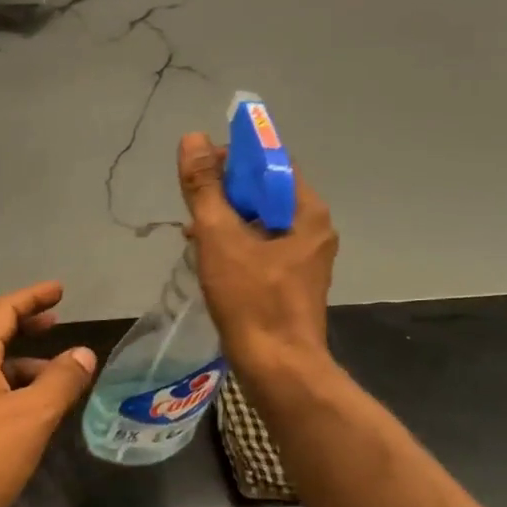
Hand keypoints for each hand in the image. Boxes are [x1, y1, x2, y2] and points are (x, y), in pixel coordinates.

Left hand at [0, 281, 96, 506]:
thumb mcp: (33, 417)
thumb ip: (61, 380)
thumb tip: (83, 353)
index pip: (2, 310)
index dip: (33, 297)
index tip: (59, 290)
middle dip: (25, 326)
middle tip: (56, 323)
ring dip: (19, 364)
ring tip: (54, 377)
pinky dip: (6, 389)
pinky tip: (26, 413)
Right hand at [177, 132, 337, 375]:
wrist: (277, 368)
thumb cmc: (251, 299)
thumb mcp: (220, 237)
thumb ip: (205, 187)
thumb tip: (193, 139)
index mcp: (307, 212)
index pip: (272, 163)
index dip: (236, 158)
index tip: (201, 168)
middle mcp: (313, 230)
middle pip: (266, 193)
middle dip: (226, 193)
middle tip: (193, 203)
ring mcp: (305, 259)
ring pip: (261, 223)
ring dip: (227, 221)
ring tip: (193, 232)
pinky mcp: (292, 283)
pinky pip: (261, 248)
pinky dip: (236, 245)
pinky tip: (208, 257)